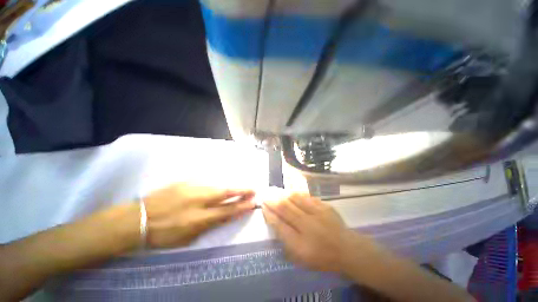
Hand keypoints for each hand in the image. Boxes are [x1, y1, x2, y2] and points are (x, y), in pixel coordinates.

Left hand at [144, 183, 254, 248]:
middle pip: (226, 192)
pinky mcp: (185, 181)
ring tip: (240, 187)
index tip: (253, 202)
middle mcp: (199, 200)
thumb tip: (226, 215)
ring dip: (231, 186)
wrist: (139, 219)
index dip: (242, 206)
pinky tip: (219, 185)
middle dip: (242, 190)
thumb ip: (210, 224)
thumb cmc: (164, 234)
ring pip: (218, 185)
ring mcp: (192, 187)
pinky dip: (216, 184)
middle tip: (253, 189)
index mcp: (200, 217)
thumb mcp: (189, 237)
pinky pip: (206, 181)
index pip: (228, 210)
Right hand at [262, 193, 379, 273]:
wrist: (347, 249)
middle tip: (265, 195)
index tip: (263, 206)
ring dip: (283, 194)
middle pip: (285, 208)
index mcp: (301, 243)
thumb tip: (275, 222)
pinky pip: (306, 196)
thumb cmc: (322, 257)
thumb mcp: (301, 257)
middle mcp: (308, 226)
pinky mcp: (324, 206)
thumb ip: (286, 240)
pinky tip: (291, 193)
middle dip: (273, 201)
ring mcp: (317, 213)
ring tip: (276, 192)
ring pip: (295, 198)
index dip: (269, 214)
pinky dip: (296, 194)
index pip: (279, 225)